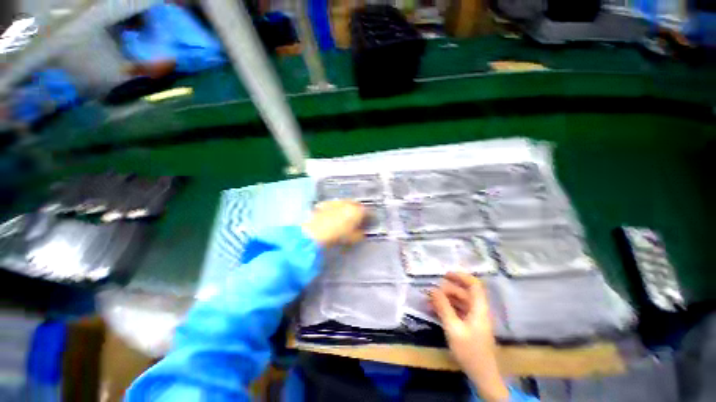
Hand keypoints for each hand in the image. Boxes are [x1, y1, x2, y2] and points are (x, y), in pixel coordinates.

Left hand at [302, 200, 365, 245]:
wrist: (316, 233)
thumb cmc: (337, 236)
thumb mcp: (353, 238)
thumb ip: (360, 234)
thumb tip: (362, 233)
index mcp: (357, 210)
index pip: (367, 212)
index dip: (369, 217)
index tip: (368, 222)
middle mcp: (347, 203)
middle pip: (356, 205)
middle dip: (358, 211)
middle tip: (357, 220)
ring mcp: (336, 202)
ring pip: (345, 203)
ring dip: (347, 209)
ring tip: (345, 218)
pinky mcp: (325, 203)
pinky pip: (334, 205)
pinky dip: (336, 209)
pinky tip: (333, 216)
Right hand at [430, 272, 508, 401]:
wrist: (483, 376)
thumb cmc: (470, 351)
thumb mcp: (453, 328)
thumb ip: (443, 307)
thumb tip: (433, 289)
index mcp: (479, 309)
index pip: (474, 285)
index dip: (461, 276)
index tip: (445, 275)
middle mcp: (478, 311)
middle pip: (464, 293)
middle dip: (448, 289)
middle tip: (432, 291)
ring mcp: (474, 319)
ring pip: (460, 302)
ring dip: (445, 299)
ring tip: (430, 300)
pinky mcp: (470, 326)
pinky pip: (458, 311)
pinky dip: (447, 308)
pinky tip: (435, 310)